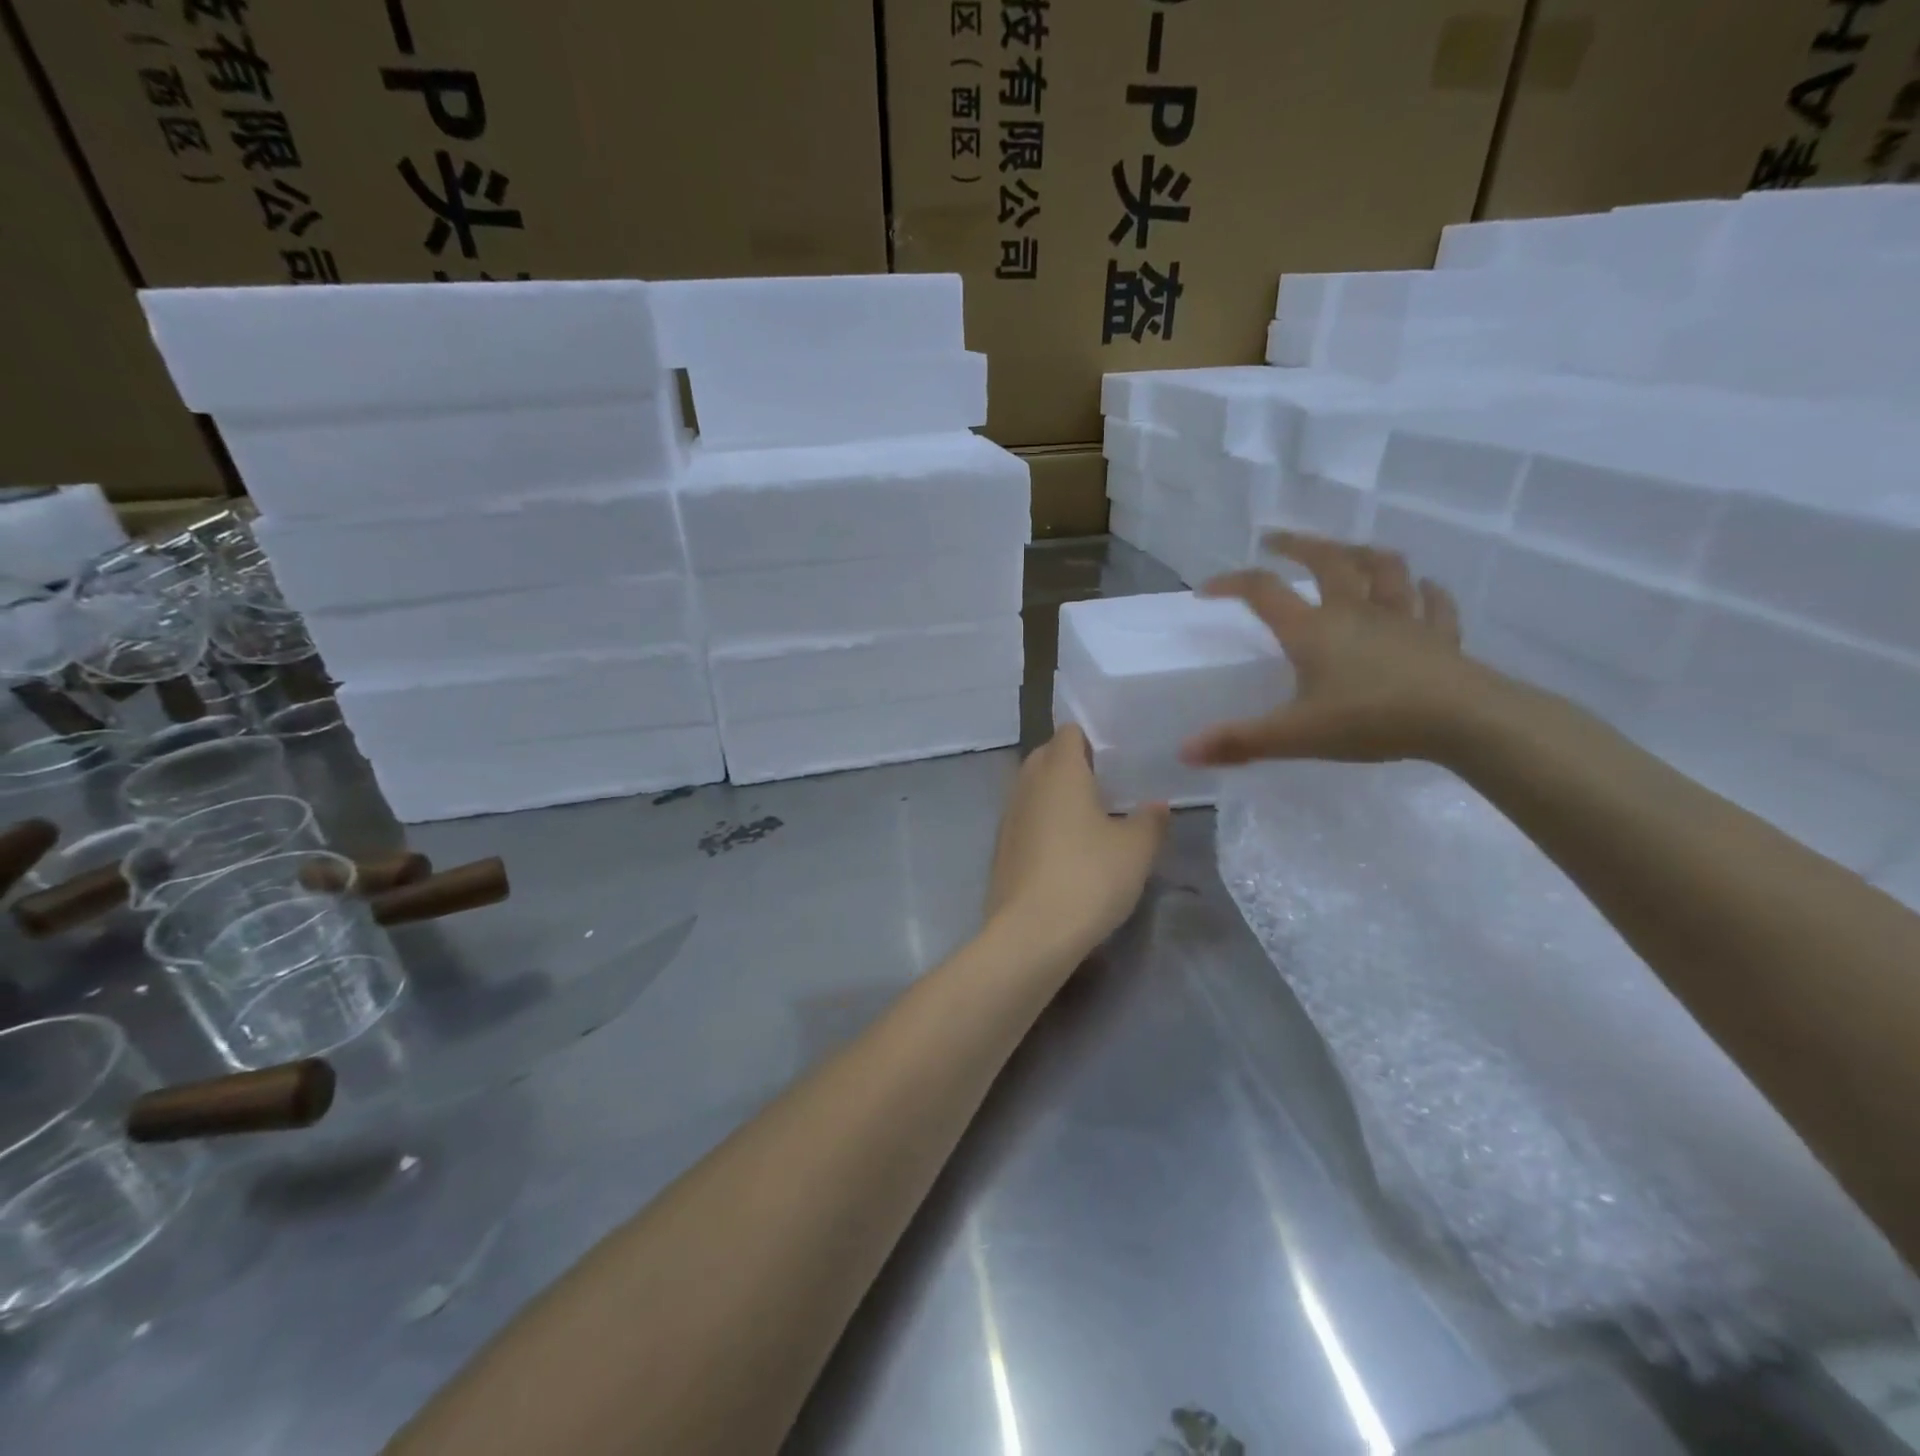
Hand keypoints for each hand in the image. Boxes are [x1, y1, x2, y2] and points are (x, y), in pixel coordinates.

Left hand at [986, 725, 1168, 962]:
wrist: (1031, 933)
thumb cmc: (1089, 878)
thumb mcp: (1136, 850)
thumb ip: (1150, 821)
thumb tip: (1157, 805)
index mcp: (1059, 771)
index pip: (1069, 732)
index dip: (1091, 739)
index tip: (1115, 758)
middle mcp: (1027, 785)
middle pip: (1046, 756)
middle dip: (1072, 764)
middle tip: (1106, 786)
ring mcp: (1008, 817)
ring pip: (1032, 789)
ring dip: (1055, 796)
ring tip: (1089, 819)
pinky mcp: (1000, 849)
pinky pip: (1024, 820)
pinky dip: (1042, 824)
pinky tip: (1065, 850)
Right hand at [1181, 531, 1496, 766]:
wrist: (1462, 720)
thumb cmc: (1370, 720)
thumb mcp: (1294, 736)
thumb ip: (1239, 741)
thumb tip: (1184, 751)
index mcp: (1312, 629)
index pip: (1263, 591)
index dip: (1232, 583)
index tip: (1207, 588)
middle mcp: (1354, 612)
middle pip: (1327, 560)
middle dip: (1299, 545)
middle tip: (1277, 540)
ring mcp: (1402, 618)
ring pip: (1384, 570)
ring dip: (1363, 554)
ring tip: (1348, 552)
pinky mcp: (1439, 635)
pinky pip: (1435, 603)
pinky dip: (1428, 592)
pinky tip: (1425, 588)